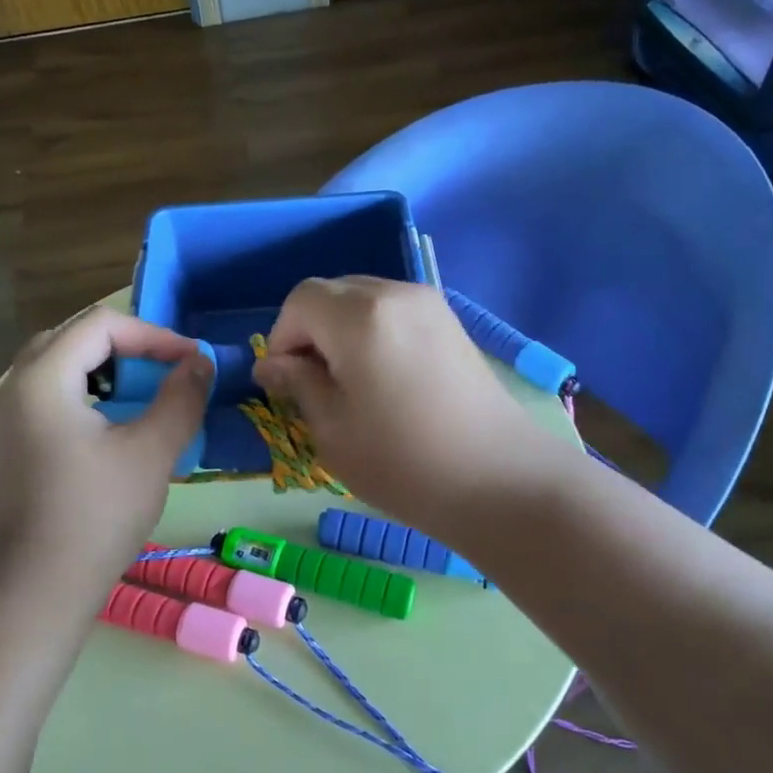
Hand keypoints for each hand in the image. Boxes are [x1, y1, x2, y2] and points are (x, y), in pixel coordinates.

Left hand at [0, 306, 211, 606]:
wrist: (33, 590)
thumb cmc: (96, 515)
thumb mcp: (151, 452)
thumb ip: (180, 398)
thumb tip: (200, 363)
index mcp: (44, 378)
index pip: (102, 325)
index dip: (154, 335)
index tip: (191, 362)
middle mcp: (16, 387)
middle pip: (74, 338)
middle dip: (127, 348)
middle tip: (164, 372)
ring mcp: (7, 418)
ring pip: (59, 368)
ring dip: (106, 371)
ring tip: (143, 396)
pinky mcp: (11, 445)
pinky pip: (50, 397)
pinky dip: (87, 396)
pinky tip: (113, 428)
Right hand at [254, 277, 568, 540]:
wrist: (499, 480)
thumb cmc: (403, 461)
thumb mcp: (332, 430)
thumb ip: (299, 384)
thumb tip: (273, 365)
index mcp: (359, 316)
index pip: (300, 301)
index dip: (282, 338)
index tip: (286, 384)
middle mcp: (395, 294)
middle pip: (333, 293)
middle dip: (311, 330)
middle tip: (315, 384)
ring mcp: (430, 305)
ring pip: (365, 299)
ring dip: (342, 331)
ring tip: (351, 384)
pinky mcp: (452, 324)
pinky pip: (395, 312)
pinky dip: (374, 333)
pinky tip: (384, 379)